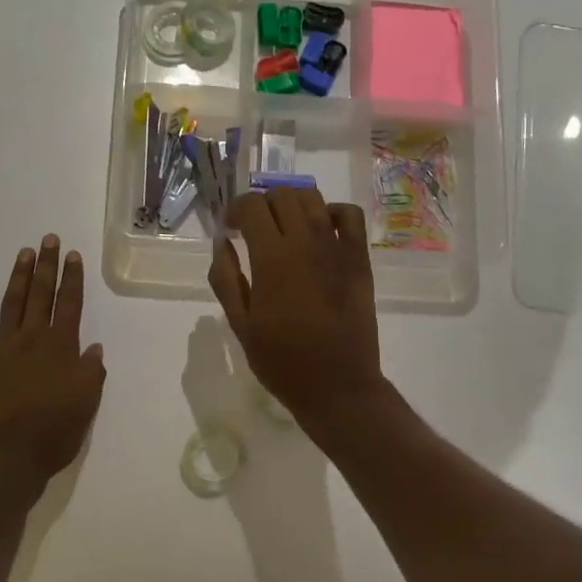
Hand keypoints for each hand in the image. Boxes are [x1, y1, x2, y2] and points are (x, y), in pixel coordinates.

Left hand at [0, 236, 105, 514]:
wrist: (3, 459)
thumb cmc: (52, 435)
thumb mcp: (86, 406)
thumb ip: (91, 374)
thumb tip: (94, 349)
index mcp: (61, 348)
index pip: (69, 304)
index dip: (72, 279)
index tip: (73, 255)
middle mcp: (32, 340)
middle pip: (41, 295)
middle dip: (47, 266)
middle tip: (48, 239)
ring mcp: (1, 349)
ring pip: (12, 304)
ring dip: (18, 277)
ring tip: (24, 254)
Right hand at [208, 189, 385, 431]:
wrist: (337, 386)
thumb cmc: (282, 361)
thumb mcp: (241, 325)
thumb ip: (226, 278)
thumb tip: (222, 242)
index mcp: (272, 259)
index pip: (251, 206)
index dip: (235, 210)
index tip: (230, 229)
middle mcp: (305, 242)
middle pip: (281, 195)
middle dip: (261, 205)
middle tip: (253, 231)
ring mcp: (337, 248)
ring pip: (312, 198)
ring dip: (291, 204)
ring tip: (283, 227)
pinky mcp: (359, 259)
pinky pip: (349, 215)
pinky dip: (330, 212)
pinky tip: (319, 230)